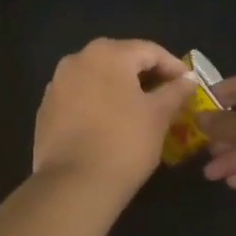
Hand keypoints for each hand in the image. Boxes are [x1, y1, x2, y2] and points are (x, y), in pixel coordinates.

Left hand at [33, 39, 195, 192]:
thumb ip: (175, 91)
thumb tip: (188, 79)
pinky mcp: (46, 109)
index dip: (173, 66)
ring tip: (140, 112)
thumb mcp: (159, 115)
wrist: (73, 184)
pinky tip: (110, 125)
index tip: (189, 84)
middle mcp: (77, 59)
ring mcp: (57, 84)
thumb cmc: (124, 142)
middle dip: (146, 76)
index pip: (149, 51)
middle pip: (120, 60)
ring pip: (97, 79)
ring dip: (120, 90)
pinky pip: (80, 98)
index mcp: (107, 53)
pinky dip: (98, 104)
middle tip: (167, 97)